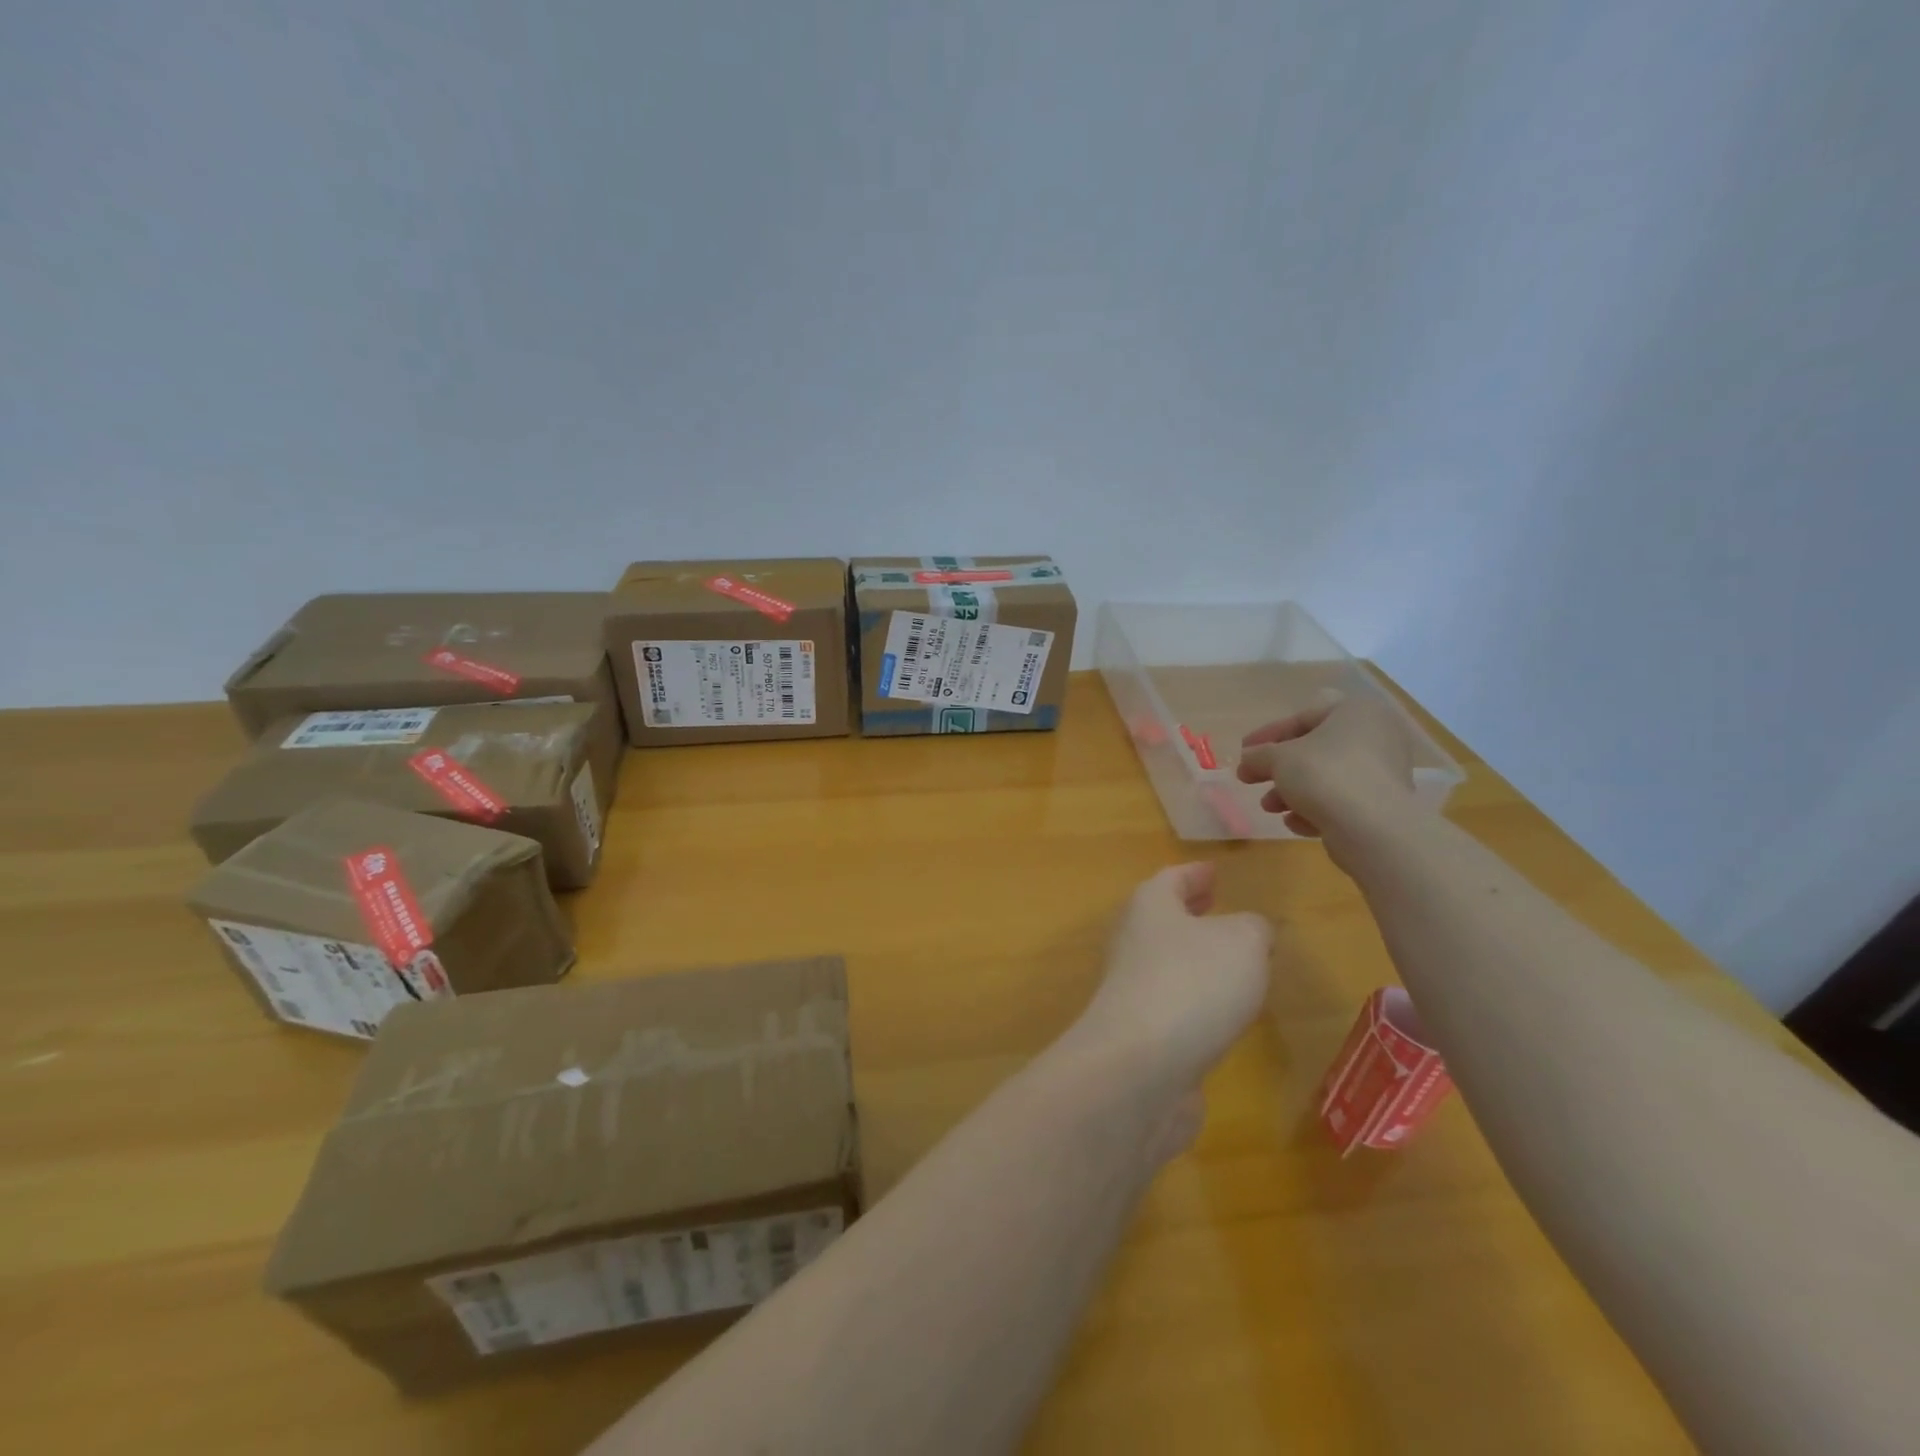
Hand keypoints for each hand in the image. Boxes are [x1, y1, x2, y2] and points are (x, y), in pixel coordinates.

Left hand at [1068, 863, 1272, 1095]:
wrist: (1141, 1067)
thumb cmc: (1193, 983)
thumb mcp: (1242, 941)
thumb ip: (1253, 928)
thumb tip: (1250, 932)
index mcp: (1150, 907)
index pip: (1172, 878)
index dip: (1195, 873)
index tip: (1213, 871)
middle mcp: (1133, 941)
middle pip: (1162, 918)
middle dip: (1190, 913)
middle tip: (1217, 907)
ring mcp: (1132, 989)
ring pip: (1167, 961)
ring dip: (1195, 958)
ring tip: (1231, 960)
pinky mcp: (1140, 1033)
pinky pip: (1172, 1003)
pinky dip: (1195, 999)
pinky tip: (1221, 1012)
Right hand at [1235, 689, 1418, 843]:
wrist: (1372, 829)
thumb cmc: (1324, 775)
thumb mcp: (1279, 758)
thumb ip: (1258, 755)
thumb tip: (1248, 759)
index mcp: (1356, 712)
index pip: (1304, 716)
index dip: (1269, 734)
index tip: (1244, 751)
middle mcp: (1375, 737)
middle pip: (1315, 748)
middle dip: (1279, 767)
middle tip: (1249, 779)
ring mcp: (1382, 773)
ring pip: (1326, 777)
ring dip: (1292, 791)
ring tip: (1269, 807)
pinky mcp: (1383, 805)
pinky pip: (1341, 801)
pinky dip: (1316, 809)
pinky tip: (1295, 823)